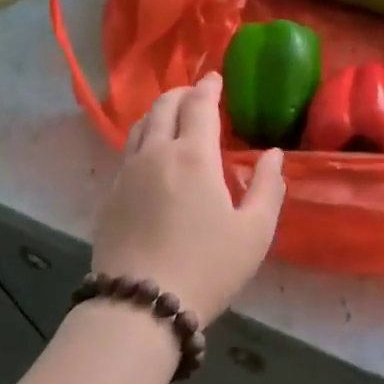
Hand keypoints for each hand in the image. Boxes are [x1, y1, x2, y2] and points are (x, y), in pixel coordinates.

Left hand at [93, 73, 285, 322]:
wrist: (140, 305)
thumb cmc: (207, 267)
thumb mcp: (254, 233)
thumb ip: (268, 187)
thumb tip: (273, 155)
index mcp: (194, 155)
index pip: (199, 104)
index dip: (209, 87)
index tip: (215, 78)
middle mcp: (156, 153)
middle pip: (164, 106)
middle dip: (182, 93)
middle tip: (196, 94)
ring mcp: (127, 172)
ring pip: (141, 125)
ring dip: (160, 111)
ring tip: (173, 116)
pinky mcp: (110, 194)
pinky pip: (128, 150)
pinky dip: (144, 137)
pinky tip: (152, 154)